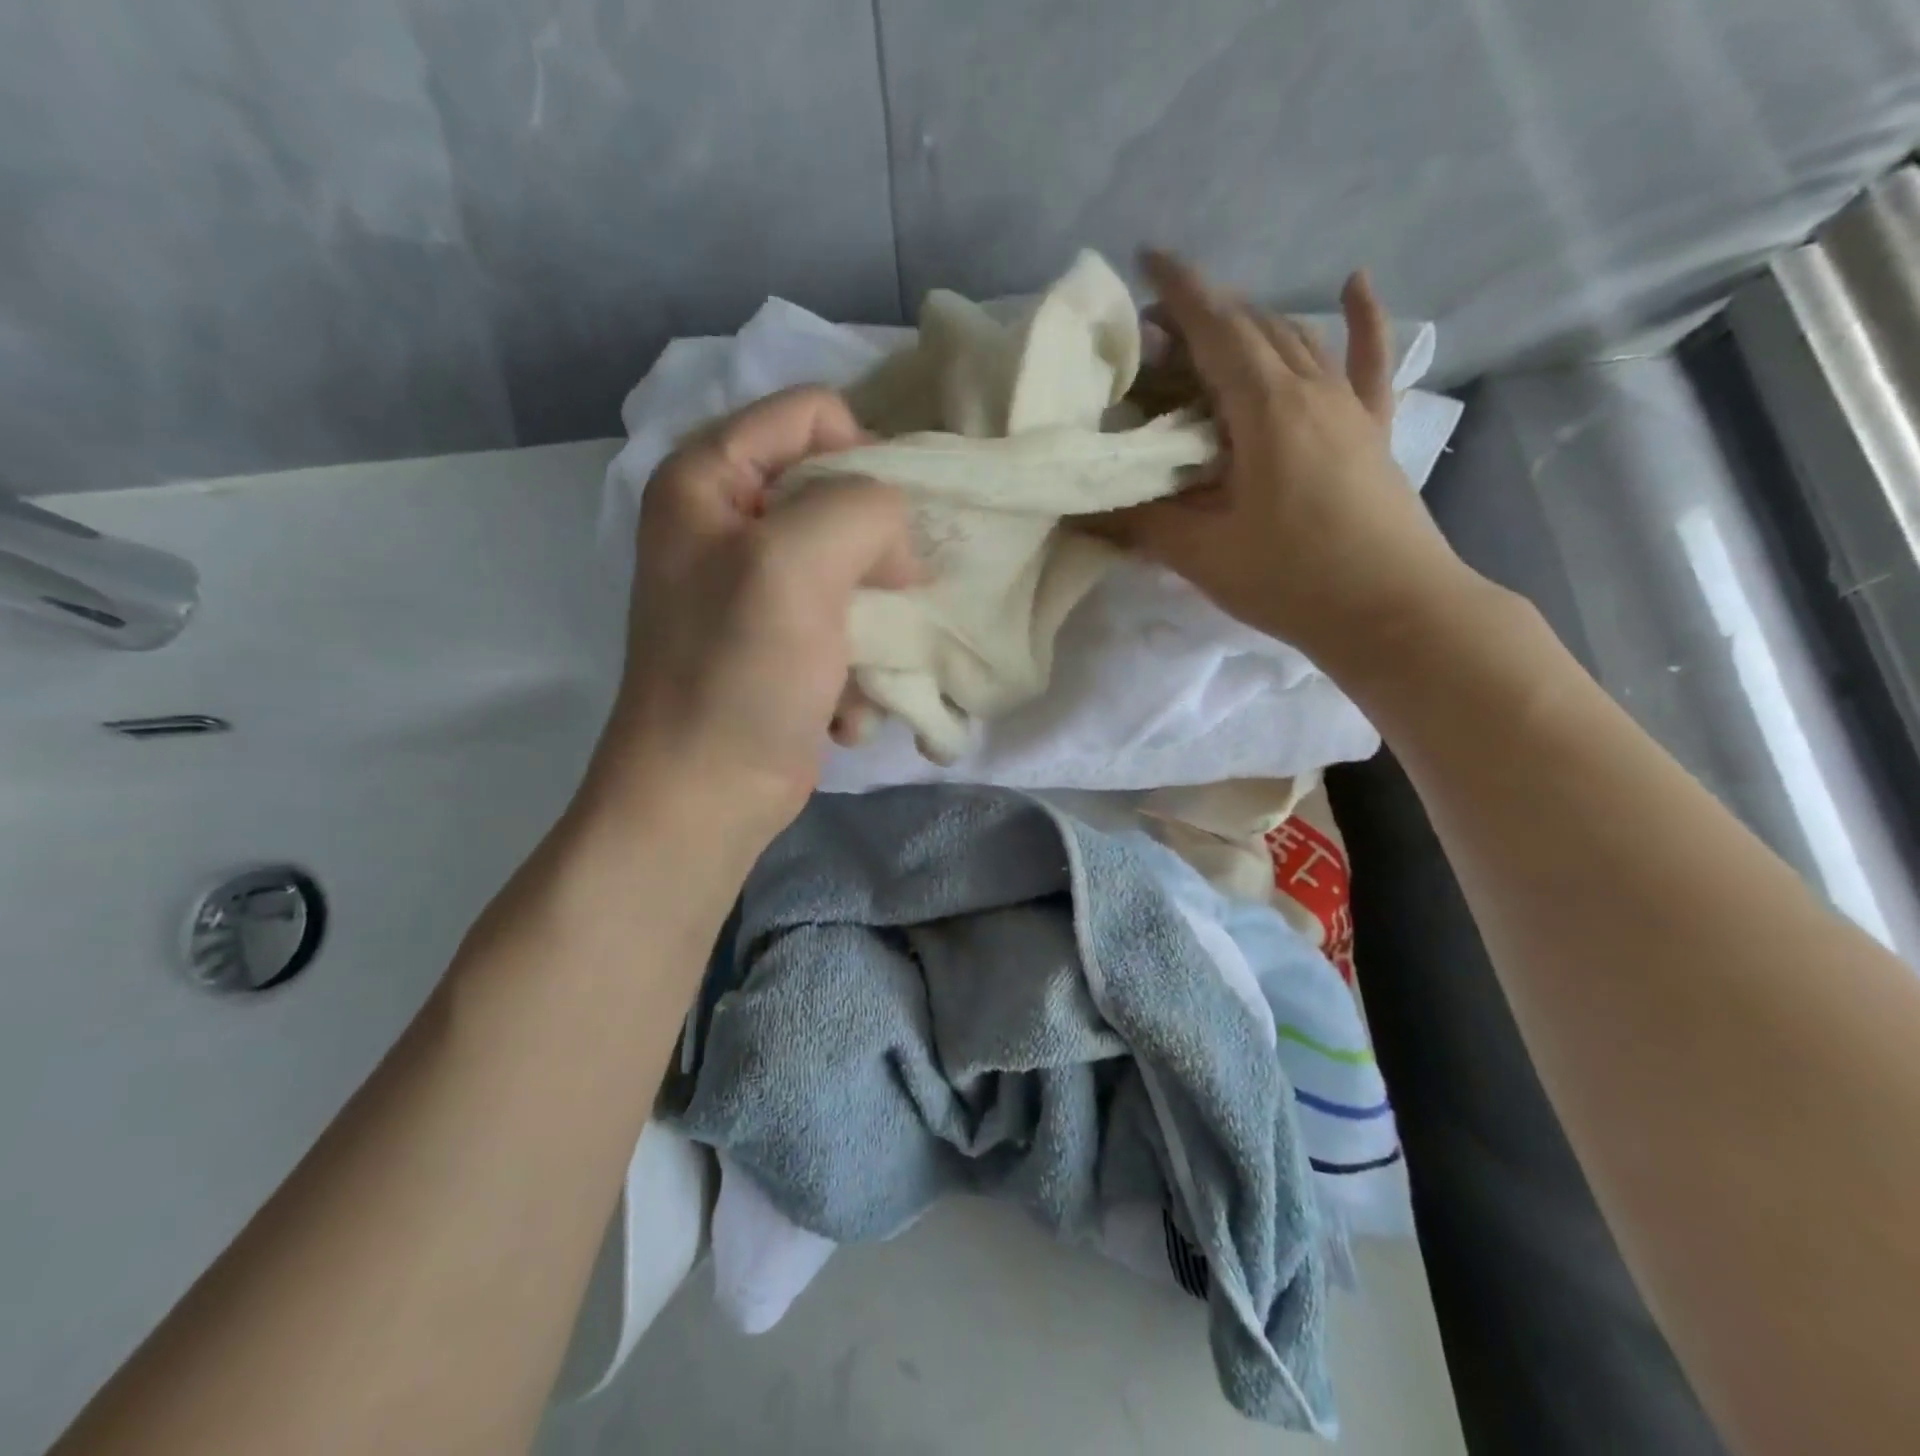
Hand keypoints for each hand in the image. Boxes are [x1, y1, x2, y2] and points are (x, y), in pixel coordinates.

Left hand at [586, 387, 918, 849]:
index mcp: (708, 477)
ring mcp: (754, 583)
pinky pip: (845, 618)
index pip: (814, 413)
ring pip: (853, 560)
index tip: (887, 532)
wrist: (708, 793)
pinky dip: (856, 662)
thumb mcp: (799, 564)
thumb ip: (862, 506)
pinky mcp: (781, 637)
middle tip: (887, 597)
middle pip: (838, 489)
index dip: (864, 459)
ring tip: (859, 666)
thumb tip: (896, 537)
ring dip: (872, 619)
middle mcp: (727, 519)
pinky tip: (843, 705)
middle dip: (876, 550)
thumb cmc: (741, 671)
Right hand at [1102, 251, 1468, 667]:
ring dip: (1250, 324)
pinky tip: (1355, 282)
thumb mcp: (1202, 555)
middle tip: (1157, 331)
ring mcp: (1349, 406)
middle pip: (1251, 328)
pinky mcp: (1372, 430)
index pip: (1215, 328)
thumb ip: (1141, 524)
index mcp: (1265, 408)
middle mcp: (1310, 388)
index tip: (1145, 259)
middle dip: (1203, 313)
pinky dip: (1362, 320)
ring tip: (1212, 329)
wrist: (1393, 611)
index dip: (1178, 291)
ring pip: (1295, 340)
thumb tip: (1083, 510)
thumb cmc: (1292, 580)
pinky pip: (1369, 362)